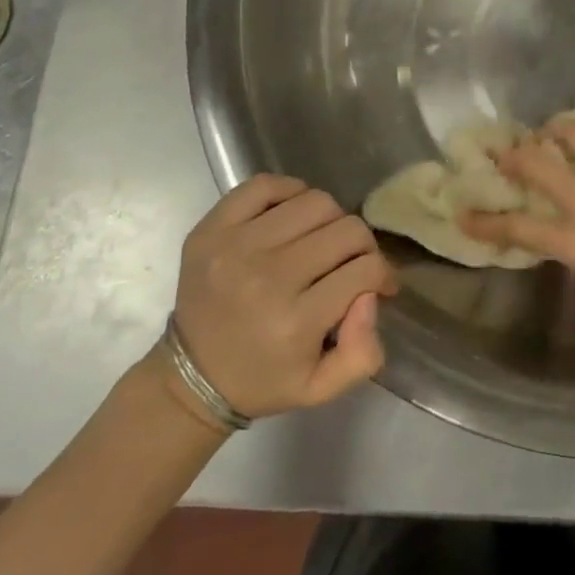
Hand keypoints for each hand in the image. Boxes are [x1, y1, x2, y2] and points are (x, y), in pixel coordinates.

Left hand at [168, 175, 397, 422]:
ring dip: (331, 219)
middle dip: (362, 246)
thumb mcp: (322, 389)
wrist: (190, 376)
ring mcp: (236, 246)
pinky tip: (293, 216)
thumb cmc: (263, 380)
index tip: (380, 284)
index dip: (383, 273)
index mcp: (295, 322)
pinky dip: (290, 192)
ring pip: (315, 202)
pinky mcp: (212, 228)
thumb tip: (371, 295)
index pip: (365, 269)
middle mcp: (267, 277)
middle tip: (355, 261)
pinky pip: (266, 185)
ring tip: (323, 240)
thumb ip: (363, 352)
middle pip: (346, 230)